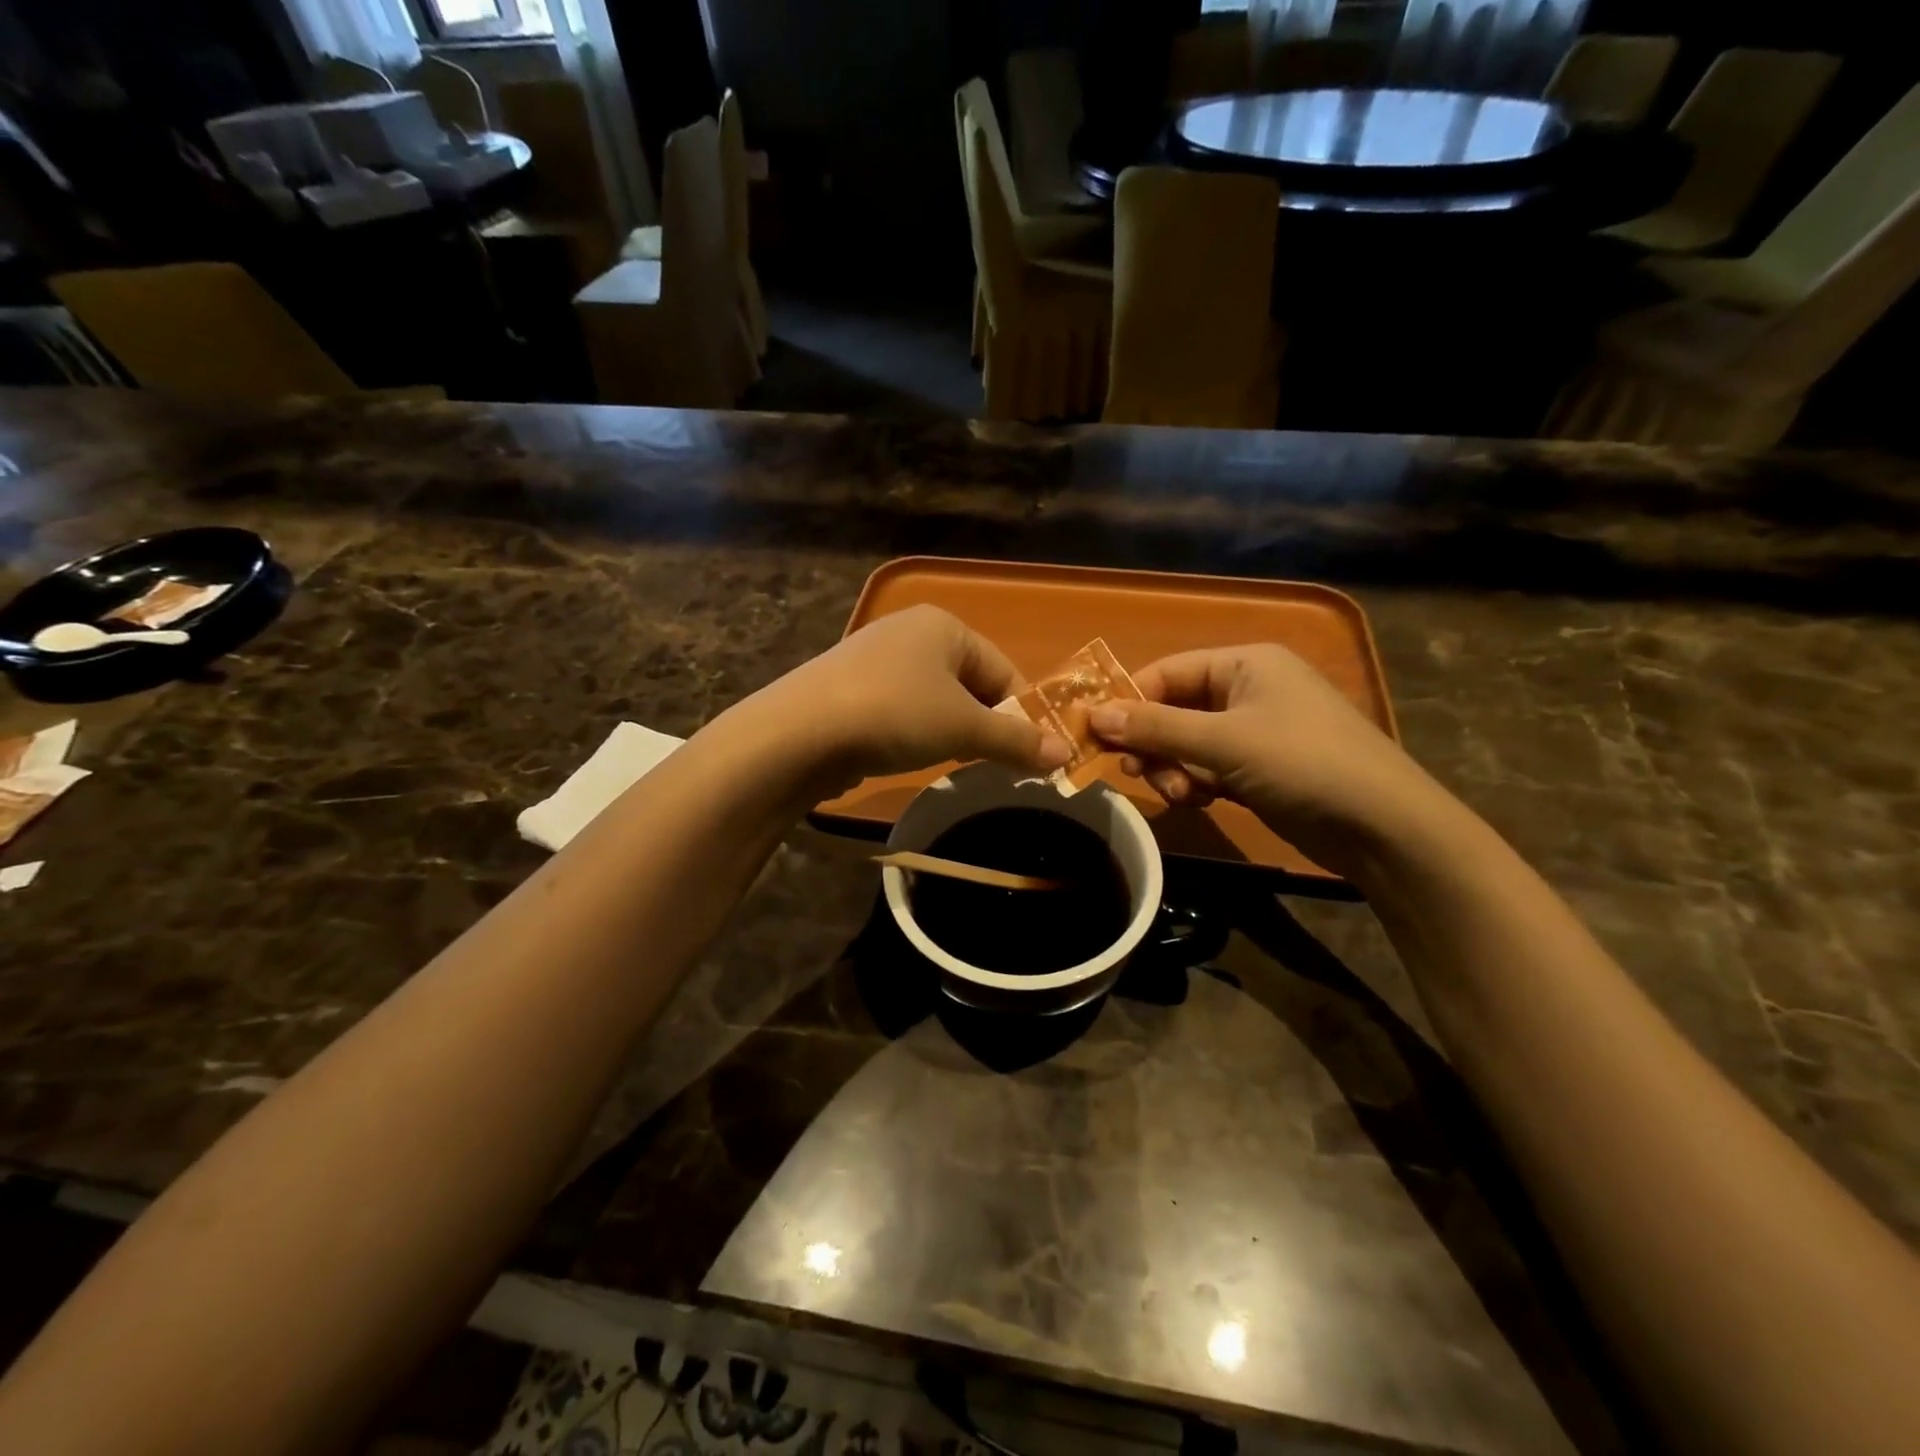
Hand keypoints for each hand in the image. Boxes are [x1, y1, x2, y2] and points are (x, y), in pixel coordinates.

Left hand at [749, 606, 1071, 789]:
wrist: (799, 733)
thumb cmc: (896, 715)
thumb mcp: (964, 730)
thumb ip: (1016, 741)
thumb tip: (1066, 756)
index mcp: (943, 625)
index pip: (1003, 669)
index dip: (1021, 714)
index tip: (1029, 755)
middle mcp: (908, 632)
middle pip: (969, 683)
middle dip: (983, 724)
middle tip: (988, 762)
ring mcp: (873, 658)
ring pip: (933, 698)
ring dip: (949, 730)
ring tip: (947, 761)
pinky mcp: (847, 688)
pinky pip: (899, 708)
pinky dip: (912, 731)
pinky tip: (904, 754)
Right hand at [1087, 644, 1448, 874]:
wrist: (1383, 827)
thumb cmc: (1302, 763)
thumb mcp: (1224, 742)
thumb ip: (1156, 728)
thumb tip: (1094, 715)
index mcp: (1245, 664)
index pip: (1168, 672)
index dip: (1130, 701)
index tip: (1094, 733)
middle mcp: (1248, 690)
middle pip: (1175, 709)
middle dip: (1154, 742)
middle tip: (1134, 771)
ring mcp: (1256, 731)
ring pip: (1188, 743)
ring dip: (1174, 768)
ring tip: (1178, 794)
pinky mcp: (1260, 769)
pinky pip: (1209, 767)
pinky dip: (1196, 783)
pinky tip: (1199, 801)